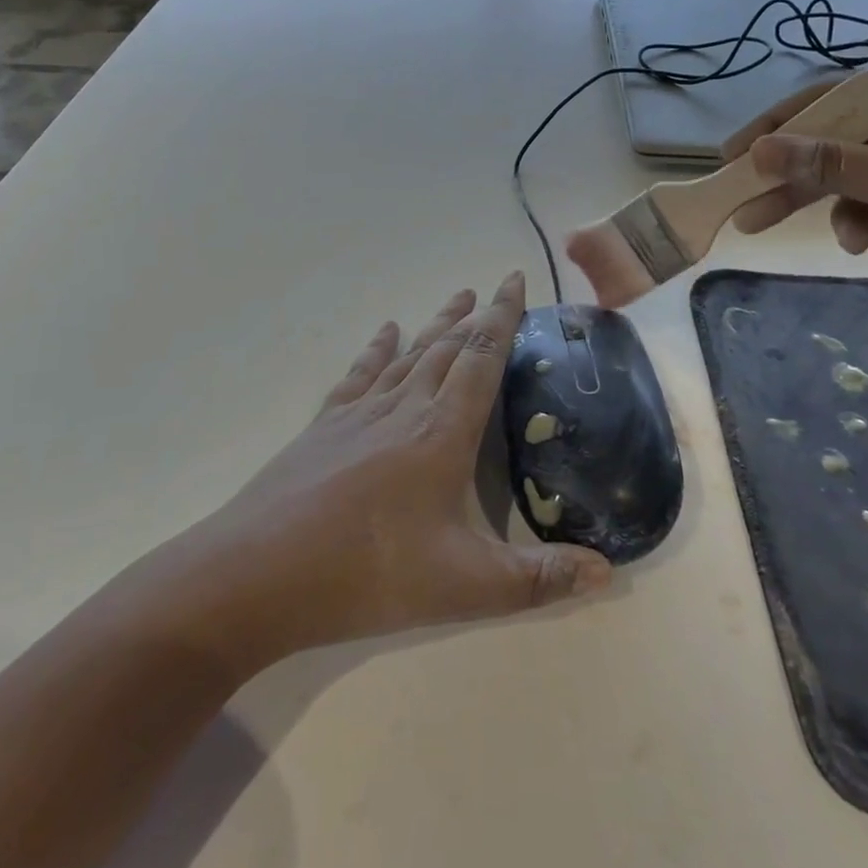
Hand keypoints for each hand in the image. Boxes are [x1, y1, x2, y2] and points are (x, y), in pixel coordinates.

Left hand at [179, 273, 611, 668]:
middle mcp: (404, 408)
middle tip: (492, 289)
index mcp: (442, 432)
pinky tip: (386, 332)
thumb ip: (537, 580)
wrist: (260, 573)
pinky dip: (378, 348)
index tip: (515, 280)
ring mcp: (360, 413)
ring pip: (409, 354)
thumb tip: (608, 572)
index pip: (481, 358)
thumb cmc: (368, 574)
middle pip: (446, 347)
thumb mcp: (464, 588)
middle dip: (475, 316)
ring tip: (455, 298)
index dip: (503, 317)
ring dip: (435, 325)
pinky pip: (360, 373)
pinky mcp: (325, 425)